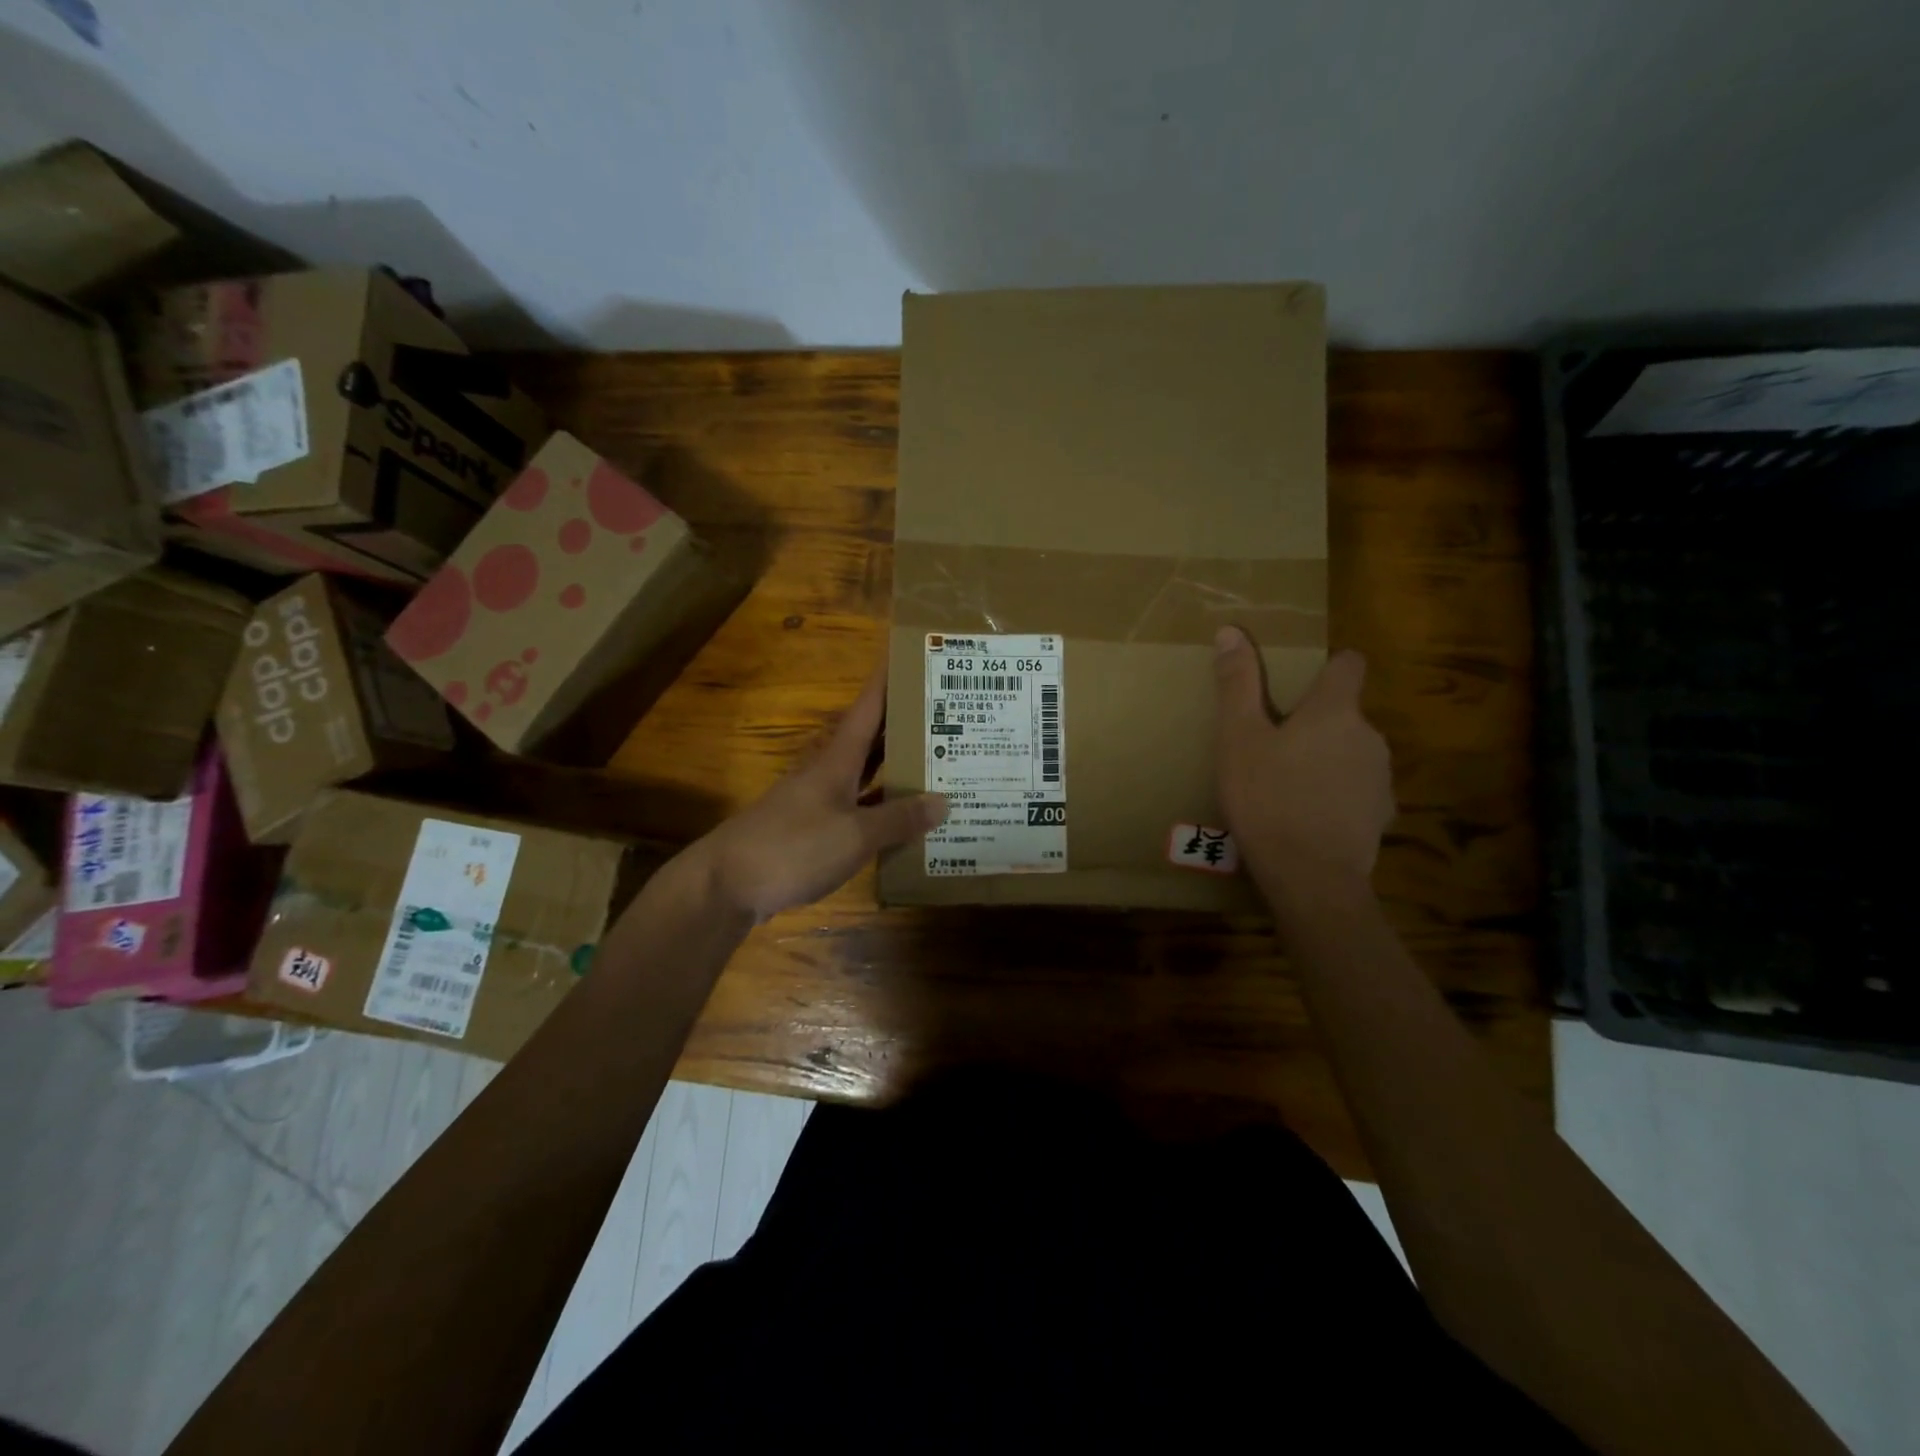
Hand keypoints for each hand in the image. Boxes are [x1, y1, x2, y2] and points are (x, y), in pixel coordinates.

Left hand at [694, 662, 946, 921]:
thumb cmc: (793, 847)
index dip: (887, 681)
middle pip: (870, 740)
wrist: (726, 885)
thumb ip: (898, 819)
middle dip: (903, 725)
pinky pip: (856, 811)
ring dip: (895, 770)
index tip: (907, 654)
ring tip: (937, 765)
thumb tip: (943, 801)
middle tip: (946, 715)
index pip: (867, 709)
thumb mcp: (855, 835)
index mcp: (837, 761)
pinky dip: (880, 810)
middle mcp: (827, 774)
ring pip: (864, 777)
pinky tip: (903, 821)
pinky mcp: (810, 832)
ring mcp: (816, 803)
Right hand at [1212, 627, 1393, 890]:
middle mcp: (1369, 736)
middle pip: (1345, 714)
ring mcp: (1381, 778)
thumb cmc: (1267, 798)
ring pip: (1351, 753)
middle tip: (1273, 748)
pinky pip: (1357, 790)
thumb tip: (1231, 631)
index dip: (1329, 667)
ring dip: (1327, 760)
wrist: (1310, 875)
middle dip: (1315, 724)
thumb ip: (1238, 684)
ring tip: (1288, 787)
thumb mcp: (1238, 739)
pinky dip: (1337, 795)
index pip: (1349, 665)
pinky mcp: (1382, 815)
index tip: (1301, 685)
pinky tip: (1309, 817)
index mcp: (1335, 711)